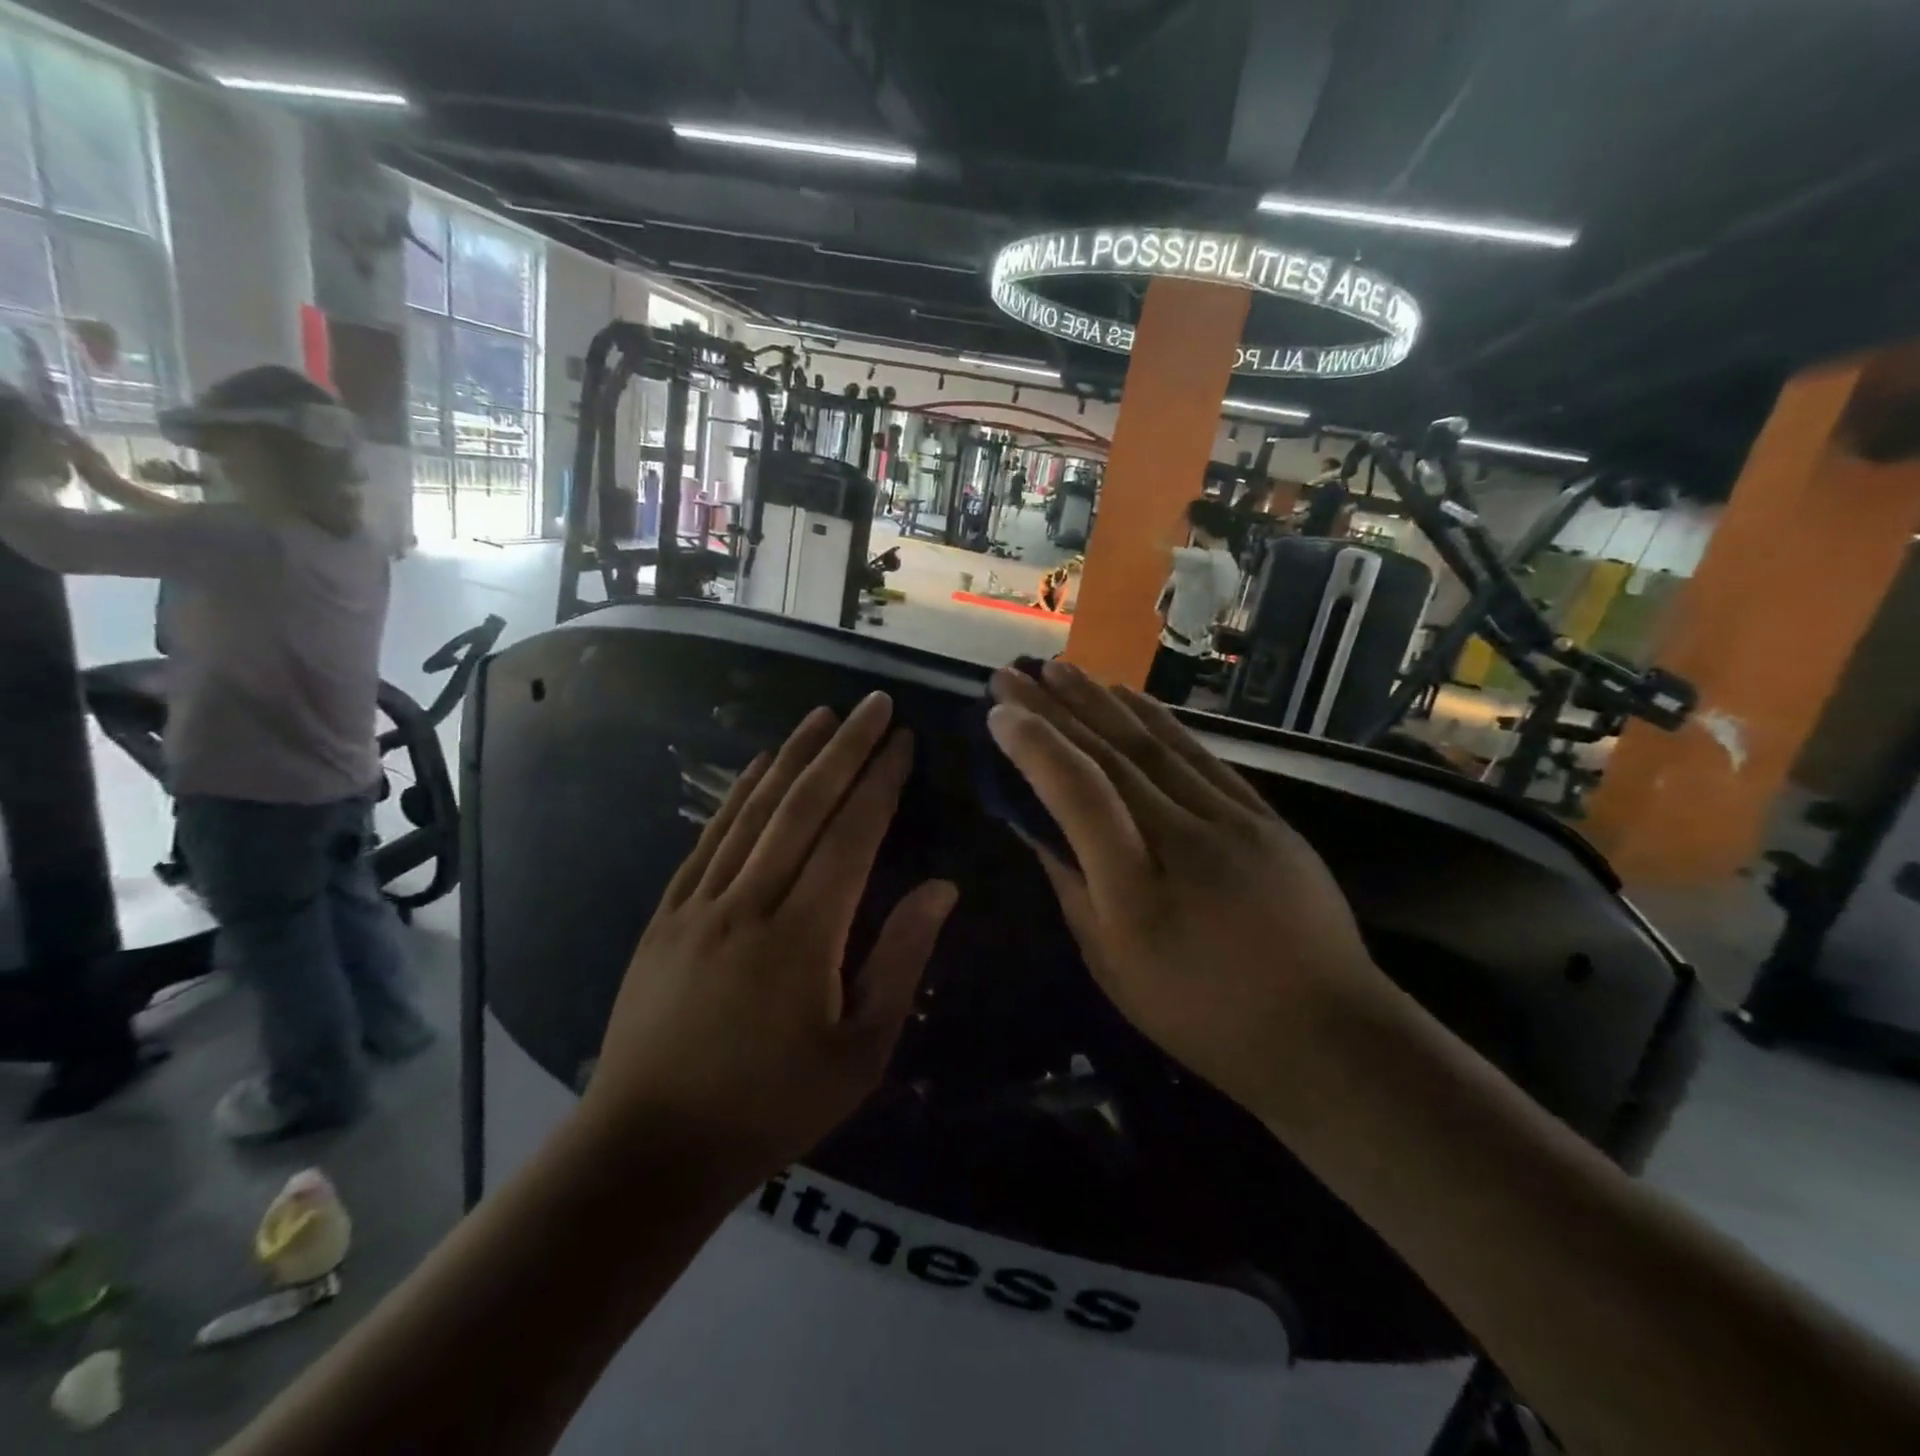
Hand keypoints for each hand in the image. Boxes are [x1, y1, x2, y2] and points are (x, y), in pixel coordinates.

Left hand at [584, 692, 956, 1183]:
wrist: (650, 1147)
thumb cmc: (771, 1107)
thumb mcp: (860, 1053)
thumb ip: (900, 960)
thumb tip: (942, 888)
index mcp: (804, 935)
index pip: (852, 836)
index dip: (881, 782)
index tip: (904, 741)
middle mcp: (750, 902)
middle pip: (803, 807)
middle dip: (844, 748)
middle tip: (873, 704)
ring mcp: (700, 903)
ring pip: (754, 811)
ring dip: (792, 756)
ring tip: (822, 714)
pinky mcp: (667, 914)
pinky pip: (708, 838)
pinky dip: (736, 794)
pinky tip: (756, 767)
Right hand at [987, 660, 1392, 1119]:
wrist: (1324, 1032)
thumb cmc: (1200, 1015)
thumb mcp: (1112, 965)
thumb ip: (1070, 885)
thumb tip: (1033, 822)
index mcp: (1137, 894)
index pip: (1080, 797)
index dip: (1036, 748)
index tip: (999, 714)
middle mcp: (1185, 843)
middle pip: (1111, 759)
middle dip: (1054, 709)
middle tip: (1013, 674)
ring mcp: (1233, 823)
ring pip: (1154, 746)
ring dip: (1100, 701)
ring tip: (1058, 668)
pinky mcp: (1263, 816)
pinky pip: (1200, 754)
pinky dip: (1158, 719)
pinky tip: (1126, 695)